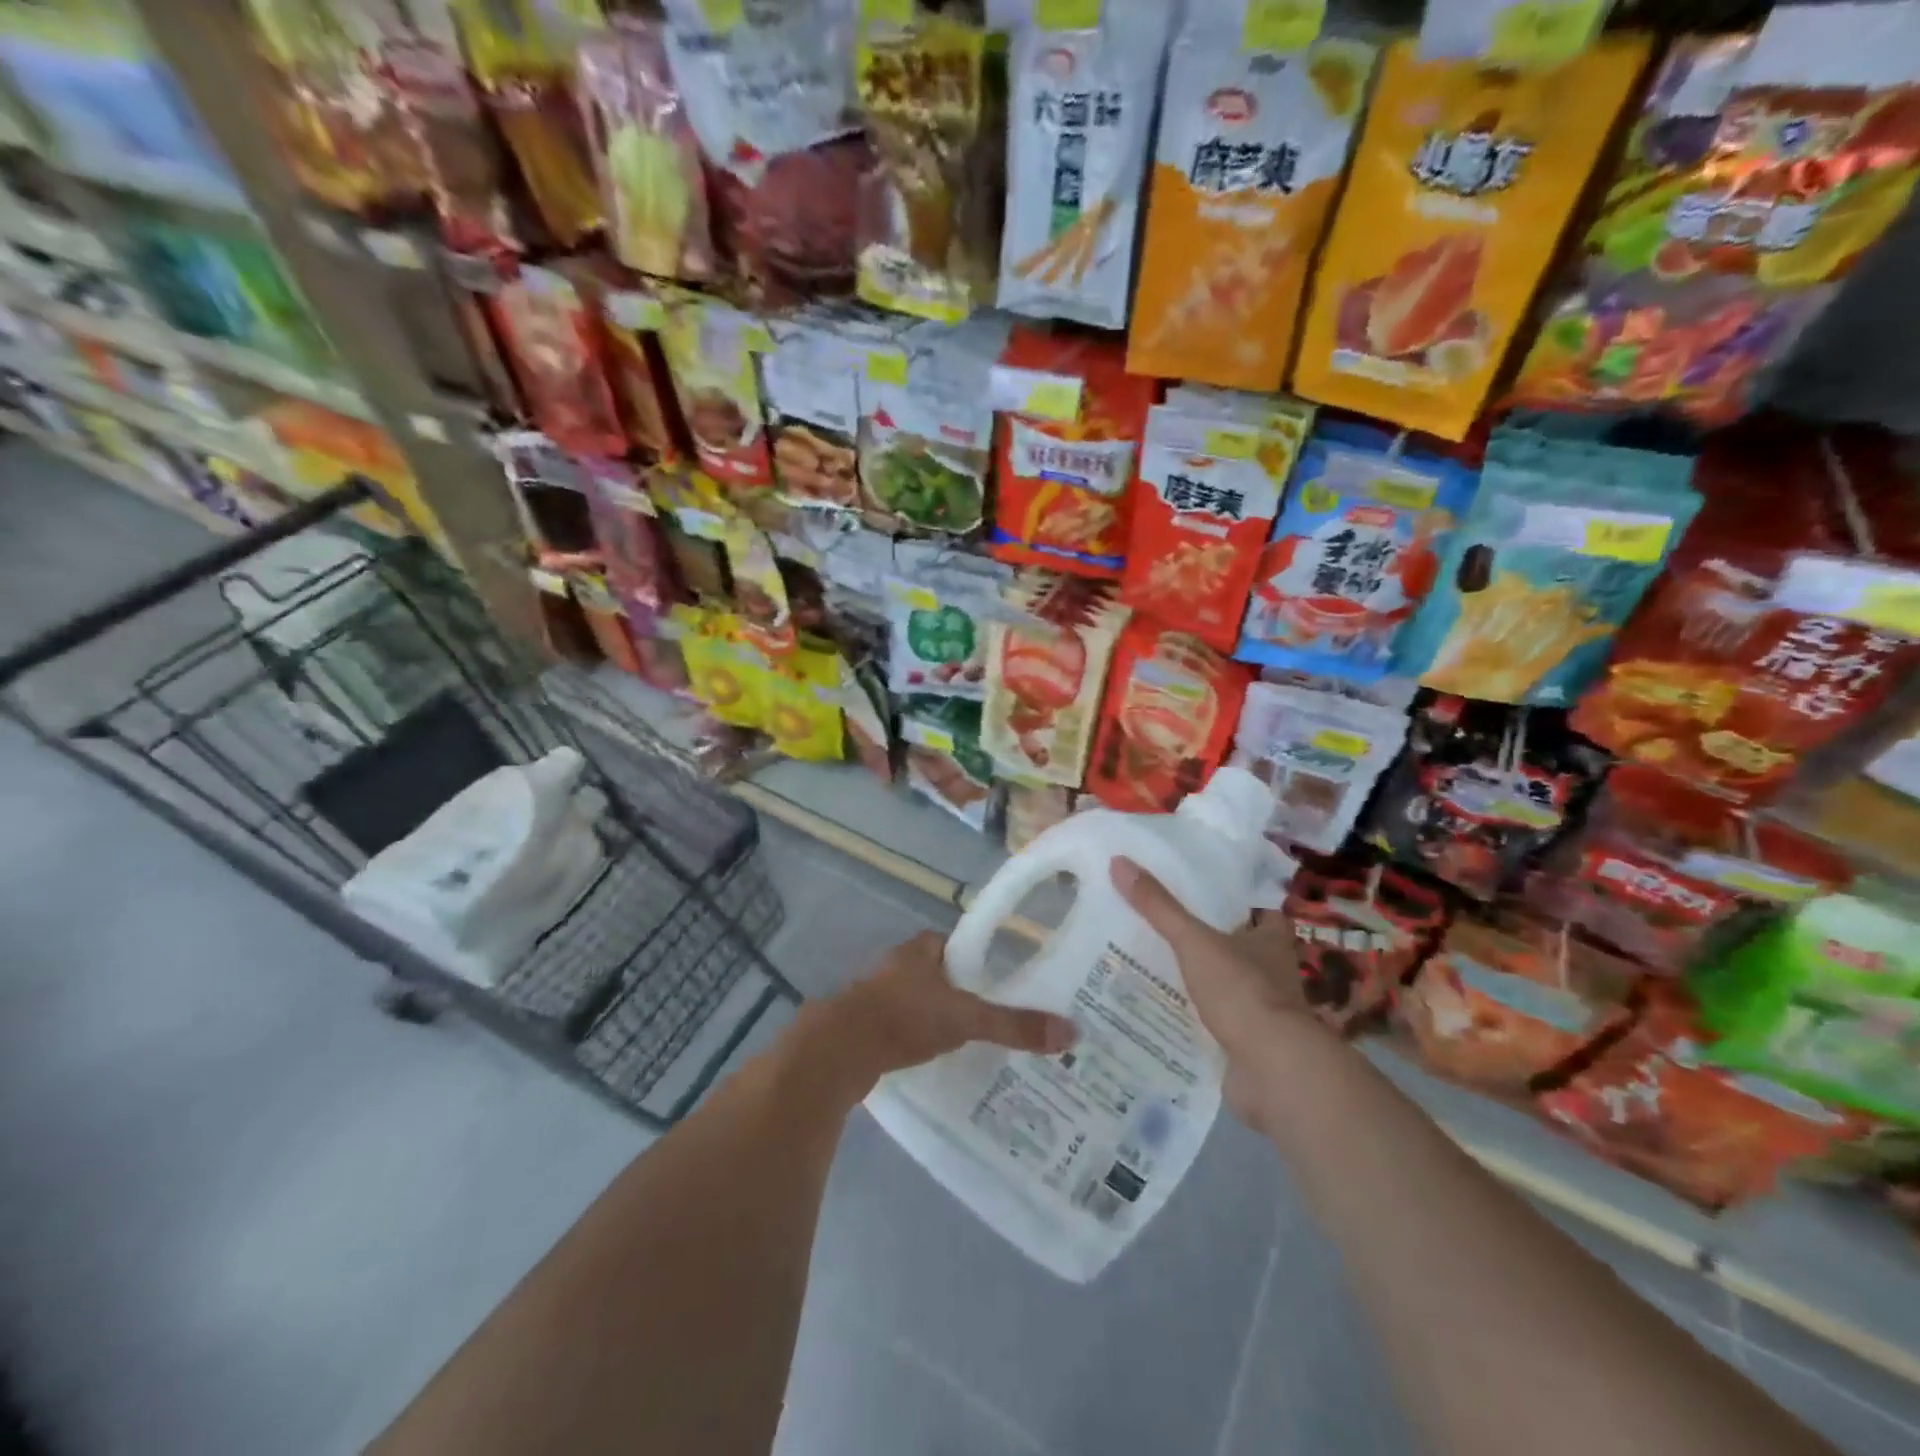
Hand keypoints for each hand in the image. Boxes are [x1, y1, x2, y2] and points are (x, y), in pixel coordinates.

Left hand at [828, 930, 1077, 1084]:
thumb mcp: (964, 1019)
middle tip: (991, 1015)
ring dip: (936, 1017)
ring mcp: (875, 996)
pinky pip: (899, 1027)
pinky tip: (932, 1060)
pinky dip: (915, 1039)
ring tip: (968, 1041)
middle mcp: (897, 966)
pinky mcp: (864, 1027)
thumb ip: (1012, 1026)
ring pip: (916, 1001)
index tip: (1000, 980)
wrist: (838, 1051)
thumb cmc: (903, 1018)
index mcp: (919, 950)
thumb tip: (1070, 1032)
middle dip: (959, 992)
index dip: (976, 959)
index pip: (955, 944)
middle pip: (937, 974)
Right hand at [1110, 857, 1334, 1126]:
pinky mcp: (1248, 1045)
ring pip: (1228, 987)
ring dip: (1201, 982)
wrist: (1272, 1070)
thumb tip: (1119, 862)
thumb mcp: (1194, 941)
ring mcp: (1262, 1012)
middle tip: (1165, 928)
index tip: (1202, 894)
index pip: (1260, 913)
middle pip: (1241, 949)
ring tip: (1154, 968)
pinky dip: (1195, 1019)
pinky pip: (1217, 1024)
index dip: (1237, 903)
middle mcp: (1273, 973)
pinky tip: (1163, 1013)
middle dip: (1210, 943)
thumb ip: (1159, 907)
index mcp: (1270, 942)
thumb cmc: (1241, 991)